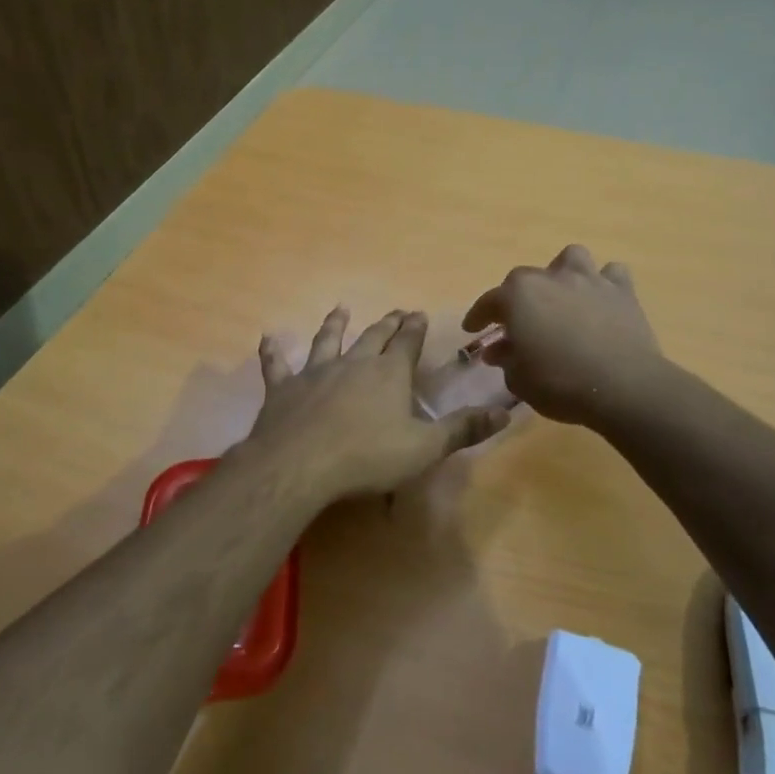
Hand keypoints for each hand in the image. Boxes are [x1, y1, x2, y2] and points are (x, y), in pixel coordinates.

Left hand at [246, 307, 509, 502]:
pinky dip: (273, 352)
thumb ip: (463, 429)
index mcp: (389, 374)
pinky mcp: (284, 388)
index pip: (408, 344)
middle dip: (388, 324)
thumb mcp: (425, 447)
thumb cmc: (368, 457)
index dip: (415, 329)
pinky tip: (268, 338)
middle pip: (374, 337)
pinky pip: (277, 365)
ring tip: (341, 309)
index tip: (418, 313)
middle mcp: (354, 363)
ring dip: (336, 324)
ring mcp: (316, 373)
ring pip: (328, 341)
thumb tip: (506, 411)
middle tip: (396, 311)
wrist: (301, 464)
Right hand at [463, 245, 663, 426]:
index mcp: (518, 295)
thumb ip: (505, 360)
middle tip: (519, 323)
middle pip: (525, 279)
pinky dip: (605, 284)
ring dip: (563, 273)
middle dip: (518, 298)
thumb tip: (499, 350)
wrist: (623, 386)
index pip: (488, 302)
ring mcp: (589, 280)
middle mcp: (551, 277)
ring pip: (571, 259)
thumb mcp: (519, 380)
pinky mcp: (622, 291)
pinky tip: (602, 301)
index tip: (472, 329)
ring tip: (563, 295)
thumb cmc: (560, 383)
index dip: (478, 317)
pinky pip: (611, 275)